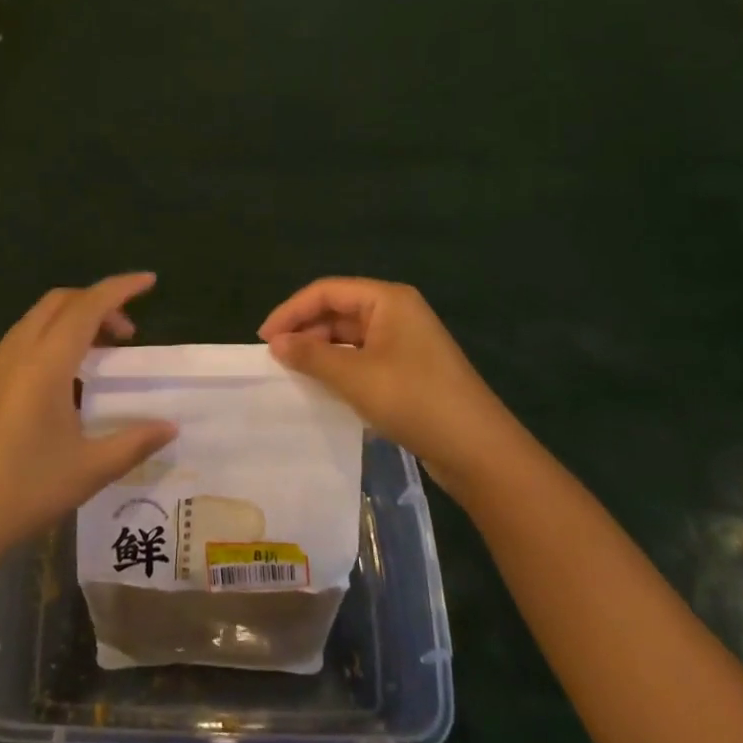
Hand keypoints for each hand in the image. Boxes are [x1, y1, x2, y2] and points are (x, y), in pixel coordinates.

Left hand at [0, 274, 176, 582]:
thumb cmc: (25, 492)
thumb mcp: (89, 470)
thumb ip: (134, 442)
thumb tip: (171, 427)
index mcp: (46, 362)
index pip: (88, 306)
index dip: (121, 288)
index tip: (150, 281)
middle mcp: (18, 352)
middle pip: (61, 301)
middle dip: (98, 303)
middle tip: (127, 335)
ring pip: (39, 317)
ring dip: (73, 319)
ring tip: (100, 354)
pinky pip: (23, 339)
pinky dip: (52, 336)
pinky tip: (65, 380)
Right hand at [259, 278, 510, 497]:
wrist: (478, 451)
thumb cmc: (414, 399)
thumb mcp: (356, 376)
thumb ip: (311, 355)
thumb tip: (275, 343)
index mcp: (387, 299)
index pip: (327, 291)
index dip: (291, 310)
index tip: (264, 338)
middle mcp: (396, 312)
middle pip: (338, 310)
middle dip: (305, 330)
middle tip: (275, 359)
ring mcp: (404, 341)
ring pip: (349, 336)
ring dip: (321, 351)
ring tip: (293, 373)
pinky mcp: (408, 369)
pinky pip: (363, 357)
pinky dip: (340, 367)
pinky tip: (323, 386)